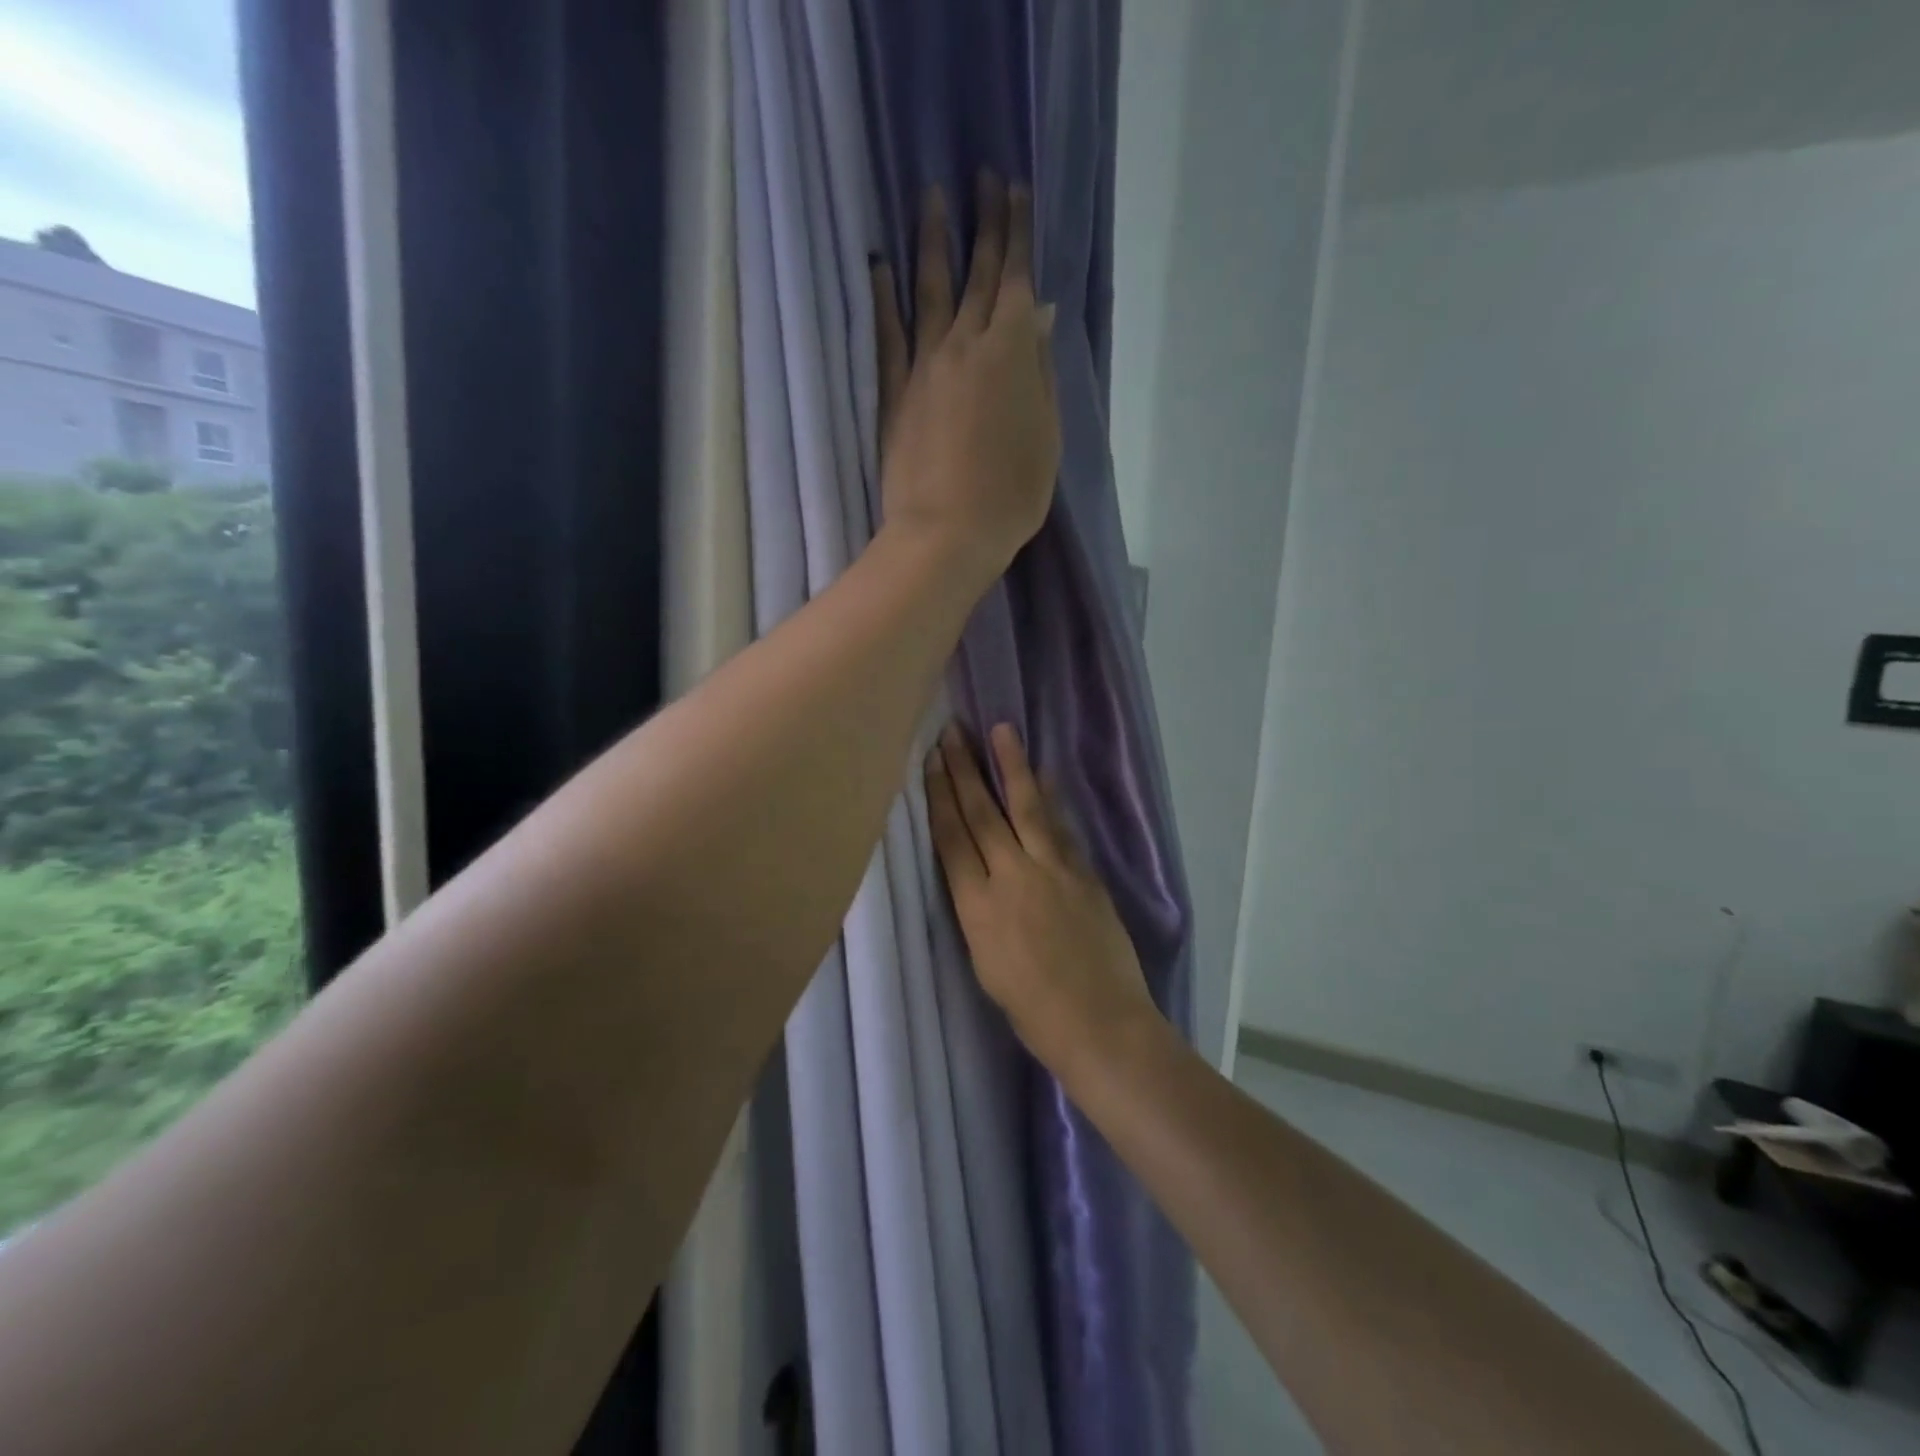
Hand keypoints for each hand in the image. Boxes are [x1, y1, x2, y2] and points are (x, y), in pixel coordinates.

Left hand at [871, 173, 1059, 582]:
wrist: (947, 534)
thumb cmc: (1011, 494)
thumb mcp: (1047, 436)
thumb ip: (1041, 371)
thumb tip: (1037, 314)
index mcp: (1012, 352)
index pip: (1016, 278)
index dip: (1017, 232)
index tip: (1015, 189)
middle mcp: (966, 345)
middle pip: (976, 274)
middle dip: (983, 222)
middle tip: (981, 176)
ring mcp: (924, 366)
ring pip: (930, 291)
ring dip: (933, 242)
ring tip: (931, 198)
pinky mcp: (894, 394)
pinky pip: (888, 335)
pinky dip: (884, 298)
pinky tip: (881, 266)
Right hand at [926, 723, 1158, 1072]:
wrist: (1099, 1022)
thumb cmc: (1031, 1010)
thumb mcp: (984, 962)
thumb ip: (977, 910)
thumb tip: (978, 874)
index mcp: (977, 907)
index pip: (952, 838)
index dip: (939, 797)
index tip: (930, 762)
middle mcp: (1012, 877)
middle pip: (982, 813)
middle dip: (965, 769)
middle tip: (953, 732)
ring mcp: (1053, 870)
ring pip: (1026, 807)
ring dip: (1011, 766)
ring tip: (1001, 731)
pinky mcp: (1084, 873)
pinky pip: (1060, 827)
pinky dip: (1049, 799)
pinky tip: (1043, 777)